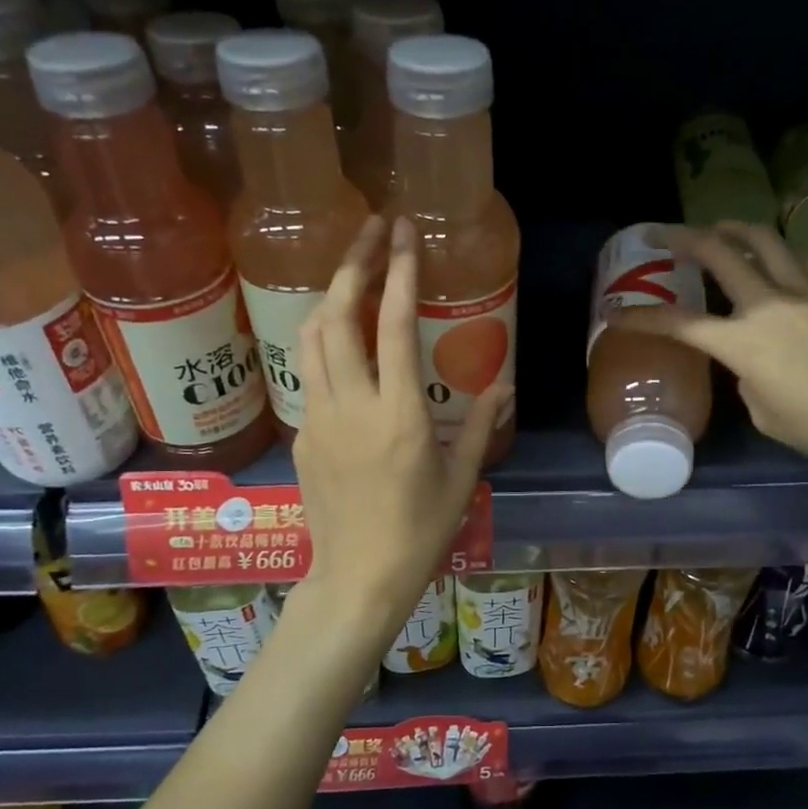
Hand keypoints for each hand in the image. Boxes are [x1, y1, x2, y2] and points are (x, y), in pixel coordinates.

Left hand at [292, 215, 506, 643]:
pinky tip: (339, 338)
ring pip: (310, 337)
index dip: (399, 272)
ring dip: (330, 296)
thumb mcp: (462, 478)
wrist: (358, 577)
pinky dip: (321, 340)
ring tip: (353, 274)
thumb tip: (506, 381)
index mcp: (399, 415)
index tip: (403, 232)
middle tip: (371, 231)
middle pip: (338, 315)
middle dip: (353, 263)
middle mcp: (352, 405)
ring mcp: (318, 418)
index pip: (392, 325)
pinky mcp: (301, 434)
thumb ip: (482, 423)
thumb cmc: (420, 532)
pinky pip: (306, 372)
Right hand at [607, 221, 807, 483]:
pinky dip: (777, 253)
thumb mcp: (766, 414)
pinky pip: (801, 259)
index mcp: (744, 343)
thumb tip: (751, 360)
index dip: (643, 318)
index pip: (681, 323)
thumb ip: (747, 378)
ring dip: (735, 231)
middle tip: (665, 233)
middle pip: (721, 254)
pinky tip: (774, 258)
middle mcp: (771, 304)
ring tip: (720, 230)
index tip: (617, 314)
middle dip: (685, 238)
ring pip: (766, 242)